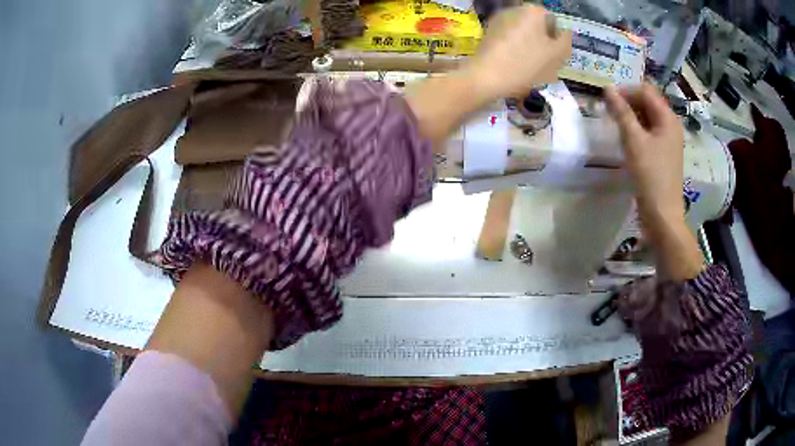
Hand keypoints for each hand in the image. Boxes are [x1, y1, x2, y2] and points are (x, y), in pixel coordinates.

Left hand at [466, 5, 571, 98]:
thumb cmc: (526, 64)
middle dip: (543, 43)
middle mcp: (515, 9)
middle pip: (538, 27)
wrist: (486, 76)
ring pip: (524, 34)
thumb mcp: (556, 55)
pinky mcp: (489, 33)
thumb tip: (564, 33)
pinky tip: (515, 67)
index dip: (557, 40)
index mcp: (533, 11)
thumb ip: (565, 41)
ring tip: (530, 69)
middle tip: (544, 64)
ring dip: (530, 48)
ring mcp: (499, 20)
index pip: (554, 22)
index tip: (554, 56)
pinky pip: (510, 40)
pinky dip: (516, 51)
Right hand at [604, 84, 684, 228]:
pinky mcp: (663, 154)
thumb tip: (608, 89)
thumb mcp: (634, 141)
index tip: (607, 101)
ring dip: (631, 116)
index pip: (646, 91)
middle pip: (648, 102)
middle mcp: (671, 126)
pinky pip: (649, 133)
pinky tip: (626, 140)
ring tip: (615, 125)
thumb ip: (621, 113)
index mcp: (668, 119)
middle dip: (628, 102)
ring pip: (648, 118)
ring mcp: (668, 141)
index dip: (626, 91)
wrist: (662, 215)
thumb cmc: (650, 176)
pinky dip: (636, 130)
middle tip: (609, 112)